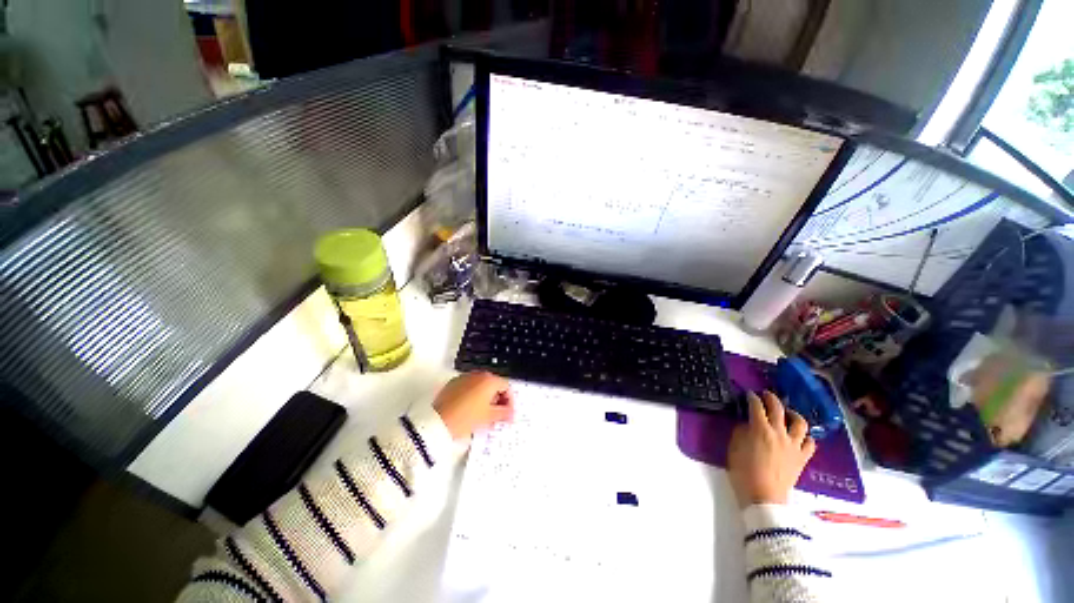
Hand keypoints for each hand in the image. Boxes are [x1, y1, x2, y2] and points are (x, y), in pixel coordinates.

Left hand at [434, 371, 513, 440]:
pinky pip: (469, 387)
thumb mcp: (489, 417)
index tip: (508, 413)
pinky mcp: (453, 383)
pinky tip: (471, 410)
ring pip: (481, 385)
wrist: (437, 422)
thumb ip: (504, 413)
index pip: (506, 386)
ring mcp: (465, 377)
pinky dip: (474, 396)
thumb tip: (510, 413)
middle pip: (494, 384)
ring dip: (486, 397)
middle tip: (498, 415)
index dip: (510, 401)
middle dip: (498, 399)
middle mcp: (478, 375)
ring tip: (484, 414)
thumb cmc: (465, 418)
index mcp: (489, 380)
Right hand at [727, 391, 815, 506]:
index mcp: (760, 429)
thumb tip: (746, 424)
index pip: (756, 407)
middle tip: (765, 395)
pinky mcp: (802, 458)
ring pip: (800, 423)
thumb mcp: (733, 448)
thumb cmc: (743, 472)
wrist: (763, 497)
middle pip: (778, 409)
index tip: (748, 395)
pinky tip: (799, 436)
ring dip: (793, 414)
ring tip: (787, 413)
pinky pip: (810, 443)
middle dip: (771, 398)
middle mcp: (779, 433)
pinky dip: (805, 436)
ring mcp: (793, 445)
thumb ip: (740, 431)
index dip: (752, 398)